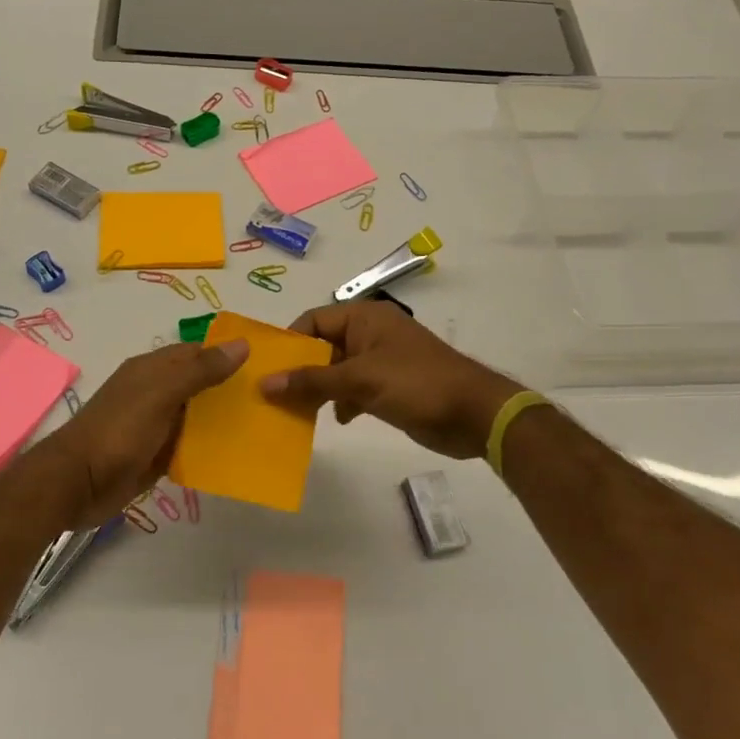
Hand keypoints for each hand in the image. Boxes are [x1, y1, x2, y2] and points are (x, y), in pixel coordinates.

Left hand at [45, 339, 248, 527]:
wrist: (77, 483)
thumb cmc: (118, 430)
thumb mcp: (161, 393)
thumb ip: (200, 370)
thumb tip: (242, 344)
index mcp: (152, 369)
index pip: (196, 352)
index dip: (226, 354)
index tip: (265, 363)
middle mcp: (154, 393)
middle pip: (198, 385)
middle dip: (229, 389)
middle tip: (271, 397)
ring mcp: (154, 426)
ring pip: (195, 417)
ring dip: (222, 421)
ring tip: (265, 425)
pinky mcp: (155, 456)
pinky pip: (188, 447)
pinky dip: (208, 449)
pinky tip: (237, 455)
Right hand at [260, 302, 524, 459]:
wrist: (474, 414)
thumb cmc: (416, 384)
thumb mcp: (360, 380)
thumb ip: (312, 381)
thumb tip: (265, 383)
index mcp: (364, 318)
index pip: (314, 320)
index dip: (290, 342)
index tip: (267, 368)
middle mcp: (369, 334)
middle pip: (322, 346)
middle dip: (300, 369)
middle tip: (273, 395)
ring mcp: (381, 361)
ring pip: (336, 370)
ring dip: (318, 388)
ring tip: (294, 411)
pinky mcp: (389, 387)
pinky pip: (353, 388)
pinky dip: (341, 401)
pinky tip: (335, 419)